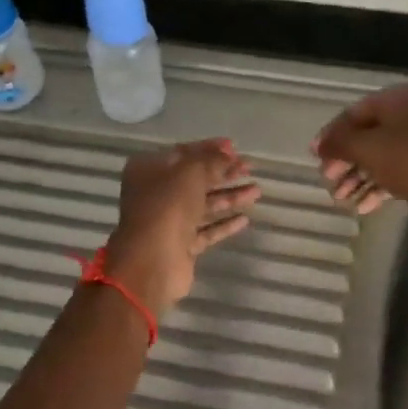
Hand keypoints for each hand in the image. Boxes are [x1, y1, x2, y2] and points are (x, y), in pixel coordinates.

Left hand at [104, 139, 259, 313]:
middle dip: (224, 172)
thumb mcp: (190, 172)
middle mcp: (156, 193)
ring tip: (257, 191)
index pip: (183, 152)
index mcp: (149, 170)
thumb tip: (227, 154)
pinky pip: (206, 230)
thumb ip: (211, 161)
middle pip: (196, 179)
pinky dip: (224, 224)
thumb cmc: (167, 206)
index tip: (234, 147)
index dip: (209, 148)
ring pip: (204, 204)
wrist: (152, 261)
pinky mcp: (181, 245)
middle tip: (250, 167)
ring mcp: (168, 221)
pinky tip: (245, 219)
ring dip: (230, 196)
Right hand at [312, 84, 407, 222]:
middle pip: (365, 136)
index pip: (352, 114)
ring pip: (378, 157)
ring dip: (356, 178)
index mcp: (395, 100)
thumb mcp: (366, 148)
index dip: (331, 135)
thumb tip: (319, 145)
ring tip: (341, 200)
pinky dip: (375, 188)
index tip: (315, 157)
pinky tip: (362, 207)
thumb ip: (338, 143)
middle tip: (327, 180)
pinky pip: (393, 174)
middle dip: (344, 160)